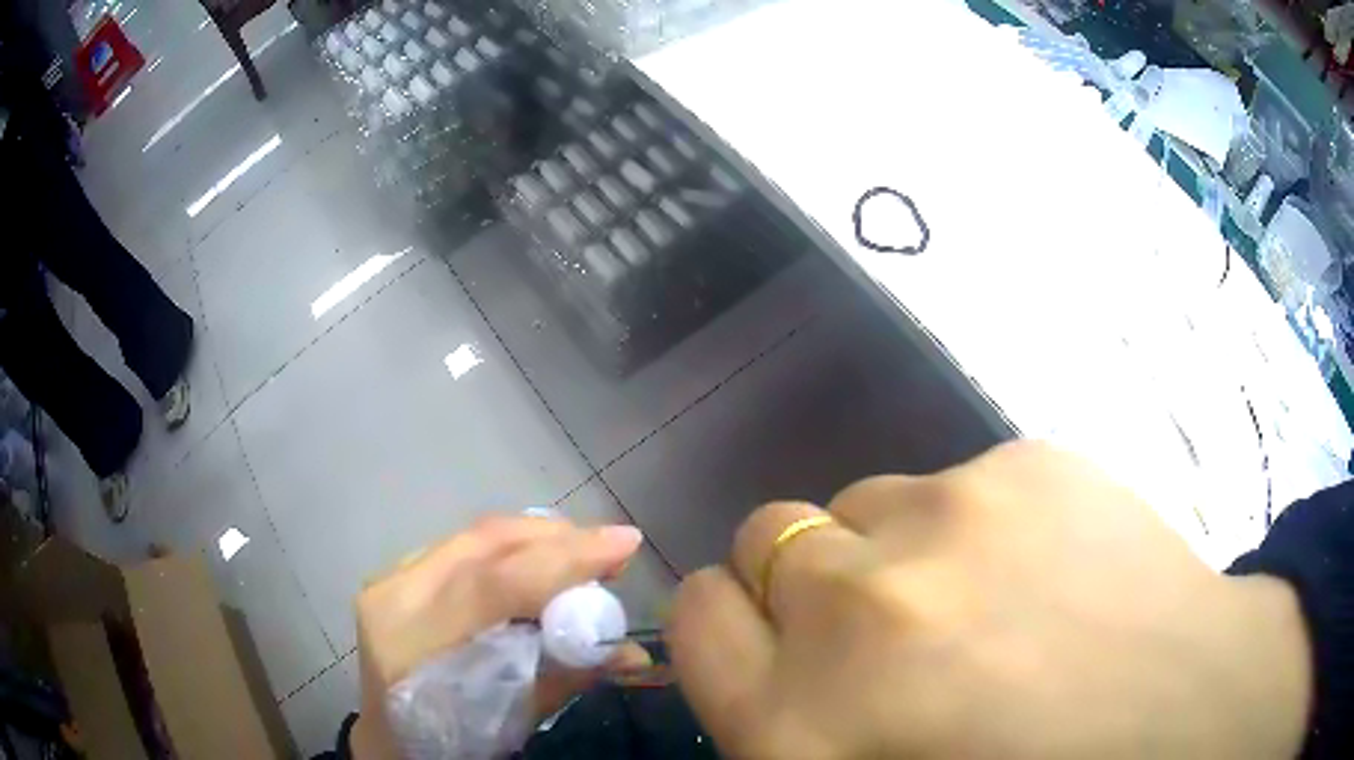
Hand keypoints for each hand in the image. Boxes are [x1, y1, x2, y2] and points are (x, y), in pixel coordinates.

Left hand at [351, 515, 650, 757]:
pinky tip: (537, 562)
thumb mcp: (511, 719)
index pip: (495, 583)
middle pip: (484, 542)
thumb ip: (567, 676)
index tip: (625, 544)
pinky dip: (509, 548)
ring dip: (536, 540)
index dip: (566, 559)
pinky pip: (462, 546)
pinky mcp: (396, 573)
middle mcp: (395, 595)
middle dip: (558, 538)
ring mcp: (389, 577)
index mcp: (414, 641)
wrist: (389, 736)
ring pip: (474, 536)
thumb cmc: (450, 739)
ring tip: (582, 555)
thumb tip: (634, 652)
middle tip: (610, 548)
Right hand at [669, 441, 1311, 758]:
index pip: (697, 617)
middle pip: (768, 539)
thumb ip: (792, 725)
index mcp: (799, 726)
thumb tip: (773, 668)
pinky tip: (1050, 568)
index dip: (728, 624)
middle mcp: (855, 611)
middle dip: (808, 583)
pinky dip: (981, 522)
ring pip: (866, 501)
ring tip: (986, 600)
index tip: (769, 637)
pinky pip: (960, 480)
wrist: (1188, 713)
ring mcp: (955, 517)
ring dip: (897, 549)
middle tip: (888, 627)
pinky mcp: (1031, 460)